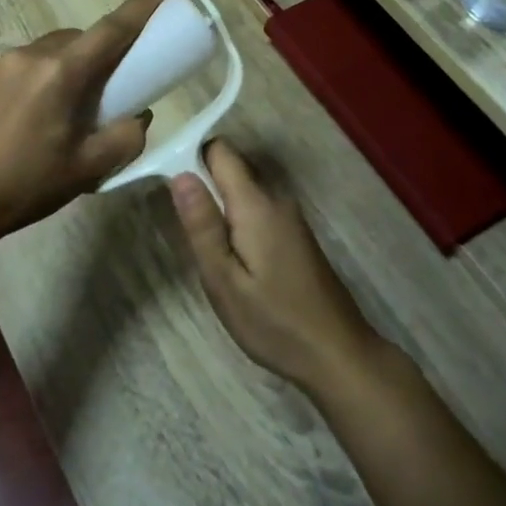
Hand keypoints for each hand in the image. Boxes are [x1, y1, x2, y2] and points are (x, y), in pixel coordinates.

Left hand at [0, 0, 159, 249]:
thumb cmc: (25, 186)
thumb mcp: (89, 170)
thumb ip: (126, 137)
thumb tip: (137, 115)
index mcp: (60, 73)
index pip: (110, 29)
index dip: (139, 11)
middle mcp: (28, 55)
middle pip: (77, 39)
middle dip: (98, 54)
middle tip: (106, 89)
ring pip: (46, 51)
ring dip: (63, 67)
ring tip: (61, 109)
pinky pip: (18, 66)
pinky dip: (33, 79)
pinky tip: (25, 117)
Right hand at [171, 141, 382, 397]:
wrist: (337, 354)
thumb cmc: (274, 321)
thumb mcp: (224, 280)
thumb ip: (202, 224)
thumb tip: (180, 174)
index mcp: (256, 203)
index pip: (220, 151)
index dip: (191, 156)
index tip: (167, 181)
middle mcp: (276, 198)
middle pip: (231, 168)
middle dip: (202, 184)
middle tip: (179, 222)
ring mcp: (289, 216)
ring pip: (244, 190)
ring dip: (219, 206)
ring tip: (200, 242)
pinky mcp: (295, 234)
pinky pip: (257, 209)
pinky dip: (237, 221)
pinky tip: (231, 257)